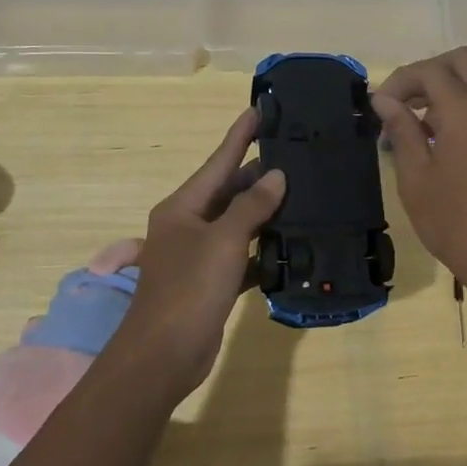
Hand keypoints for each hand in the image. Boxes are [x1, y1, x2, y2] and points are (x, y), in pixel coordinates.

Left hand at [112, 108, 285, 395]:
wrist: (164, 355)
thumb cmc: (189, 289)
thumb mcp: (223, 241)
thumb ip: (251, 206)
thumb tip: (276, 176)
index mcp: (182, 207)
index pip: (218, 162)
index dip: (239, 136)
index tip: (260, 110)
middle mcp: (188, 225)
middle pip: (228, 191)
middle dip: (259, 174)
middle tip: (296, 155)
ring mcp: (199, 255)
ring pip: (237, 223)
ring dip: (264, 212)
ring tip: (302, 193)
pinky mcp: (211, 282)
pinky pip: (242, 255)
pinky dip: (263, 250)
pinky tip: (291, 245)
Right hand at [371, 47, 466, 293]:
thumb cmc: (453, 221)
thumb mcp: (416, 176)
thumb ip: (401, 129)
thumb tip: (384, 100)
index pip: (431, 71)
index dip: (400, 81)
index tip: (379, 107)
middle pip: (463, 61)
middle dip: (429, 72)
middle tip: (404, 103)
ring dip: (446, 90)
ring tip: (415, 128)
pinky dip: (462, 108)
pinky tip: (439, 142)